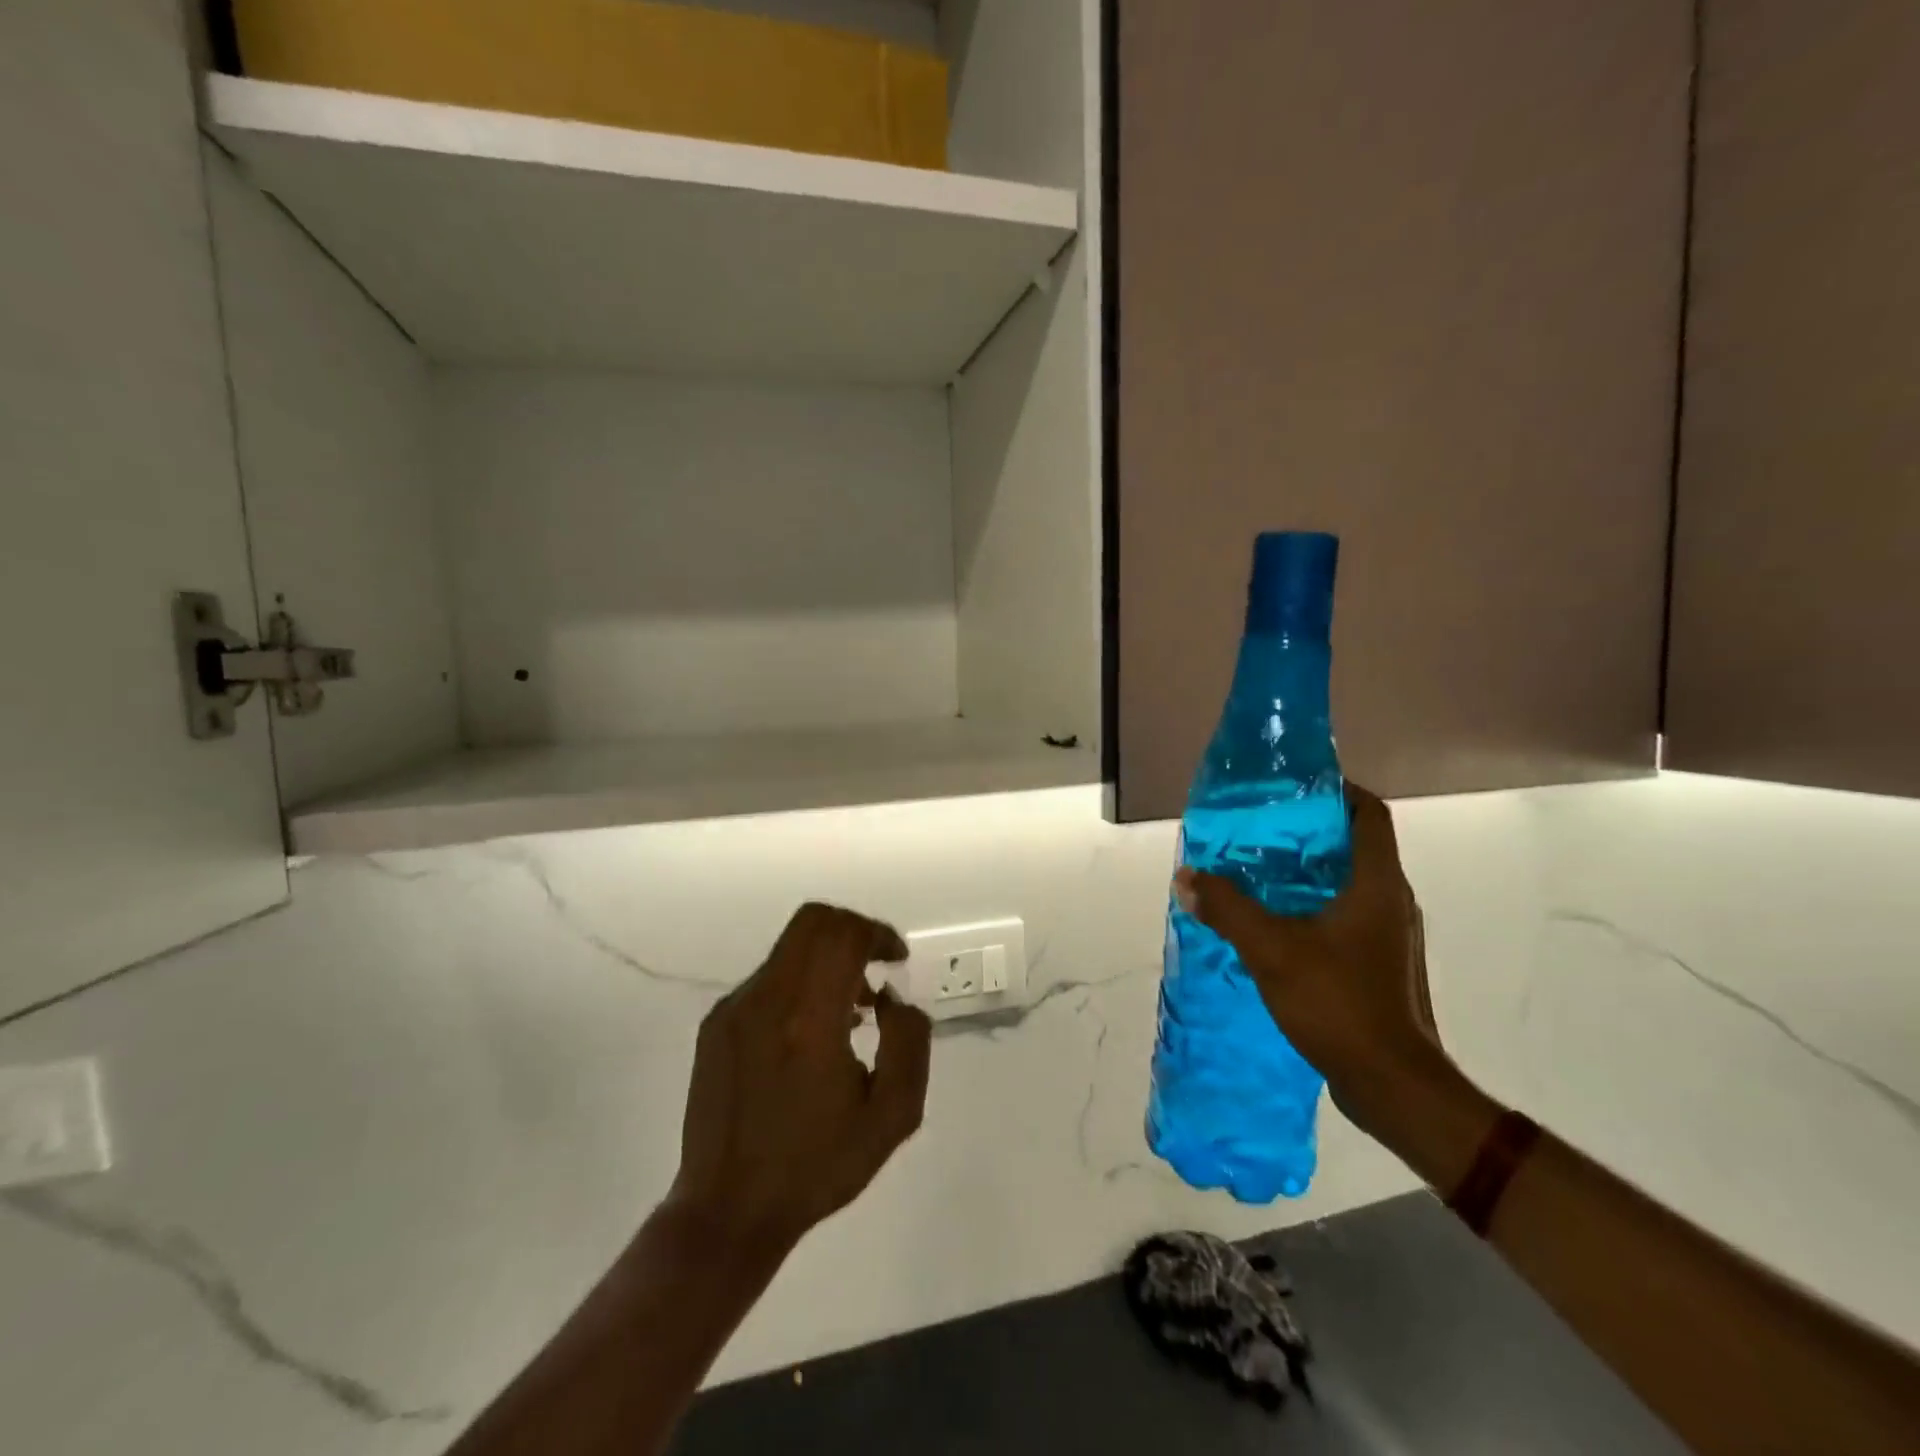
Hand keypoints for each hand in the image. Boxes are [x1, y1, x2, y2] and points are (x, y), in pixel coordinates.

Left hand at [666, 903, 932, 1262]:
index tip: (896, 960)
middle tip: (876, 968)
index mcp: (809, 1020)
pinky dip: (800, 981)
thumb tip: (893, 999)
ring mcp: (734, 1008)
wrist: (728, 1211)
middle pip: (813, 921)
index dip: (878, 933)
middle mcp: (766, 999)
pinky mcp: (716, 1023)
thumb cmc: (816, 1167)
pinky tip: (811, 1033)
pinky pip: (768, 977)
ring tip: (852, 1011)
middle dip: (853, 931)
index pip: (843, 934)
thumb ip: (909, 1043)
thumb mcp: (892, 1117)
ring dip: (827, 958)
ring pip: (790, 947)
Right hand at [1174, 784, 1441, 1131]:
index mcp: (1377, 884)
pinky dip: (1312, 908)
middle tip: (1260, 830)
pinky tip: (1275, 925)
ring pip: (1349, 885)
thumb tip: (1187, 877)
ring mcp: (1389, 937)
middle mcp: (1391, 902)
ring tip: (1258, 873)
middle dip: (1310, 832)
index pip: (1370, 814)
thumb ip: (1228, 908)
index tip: (1296, 786)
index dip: (1339, 790)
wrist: (1392, 1084)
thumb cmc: (1339, 1002)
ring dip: (1308, 873)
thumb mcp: (1271, 949)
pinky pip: (1345, 918)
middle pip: (1355, 847)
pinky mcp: (1380, 966)